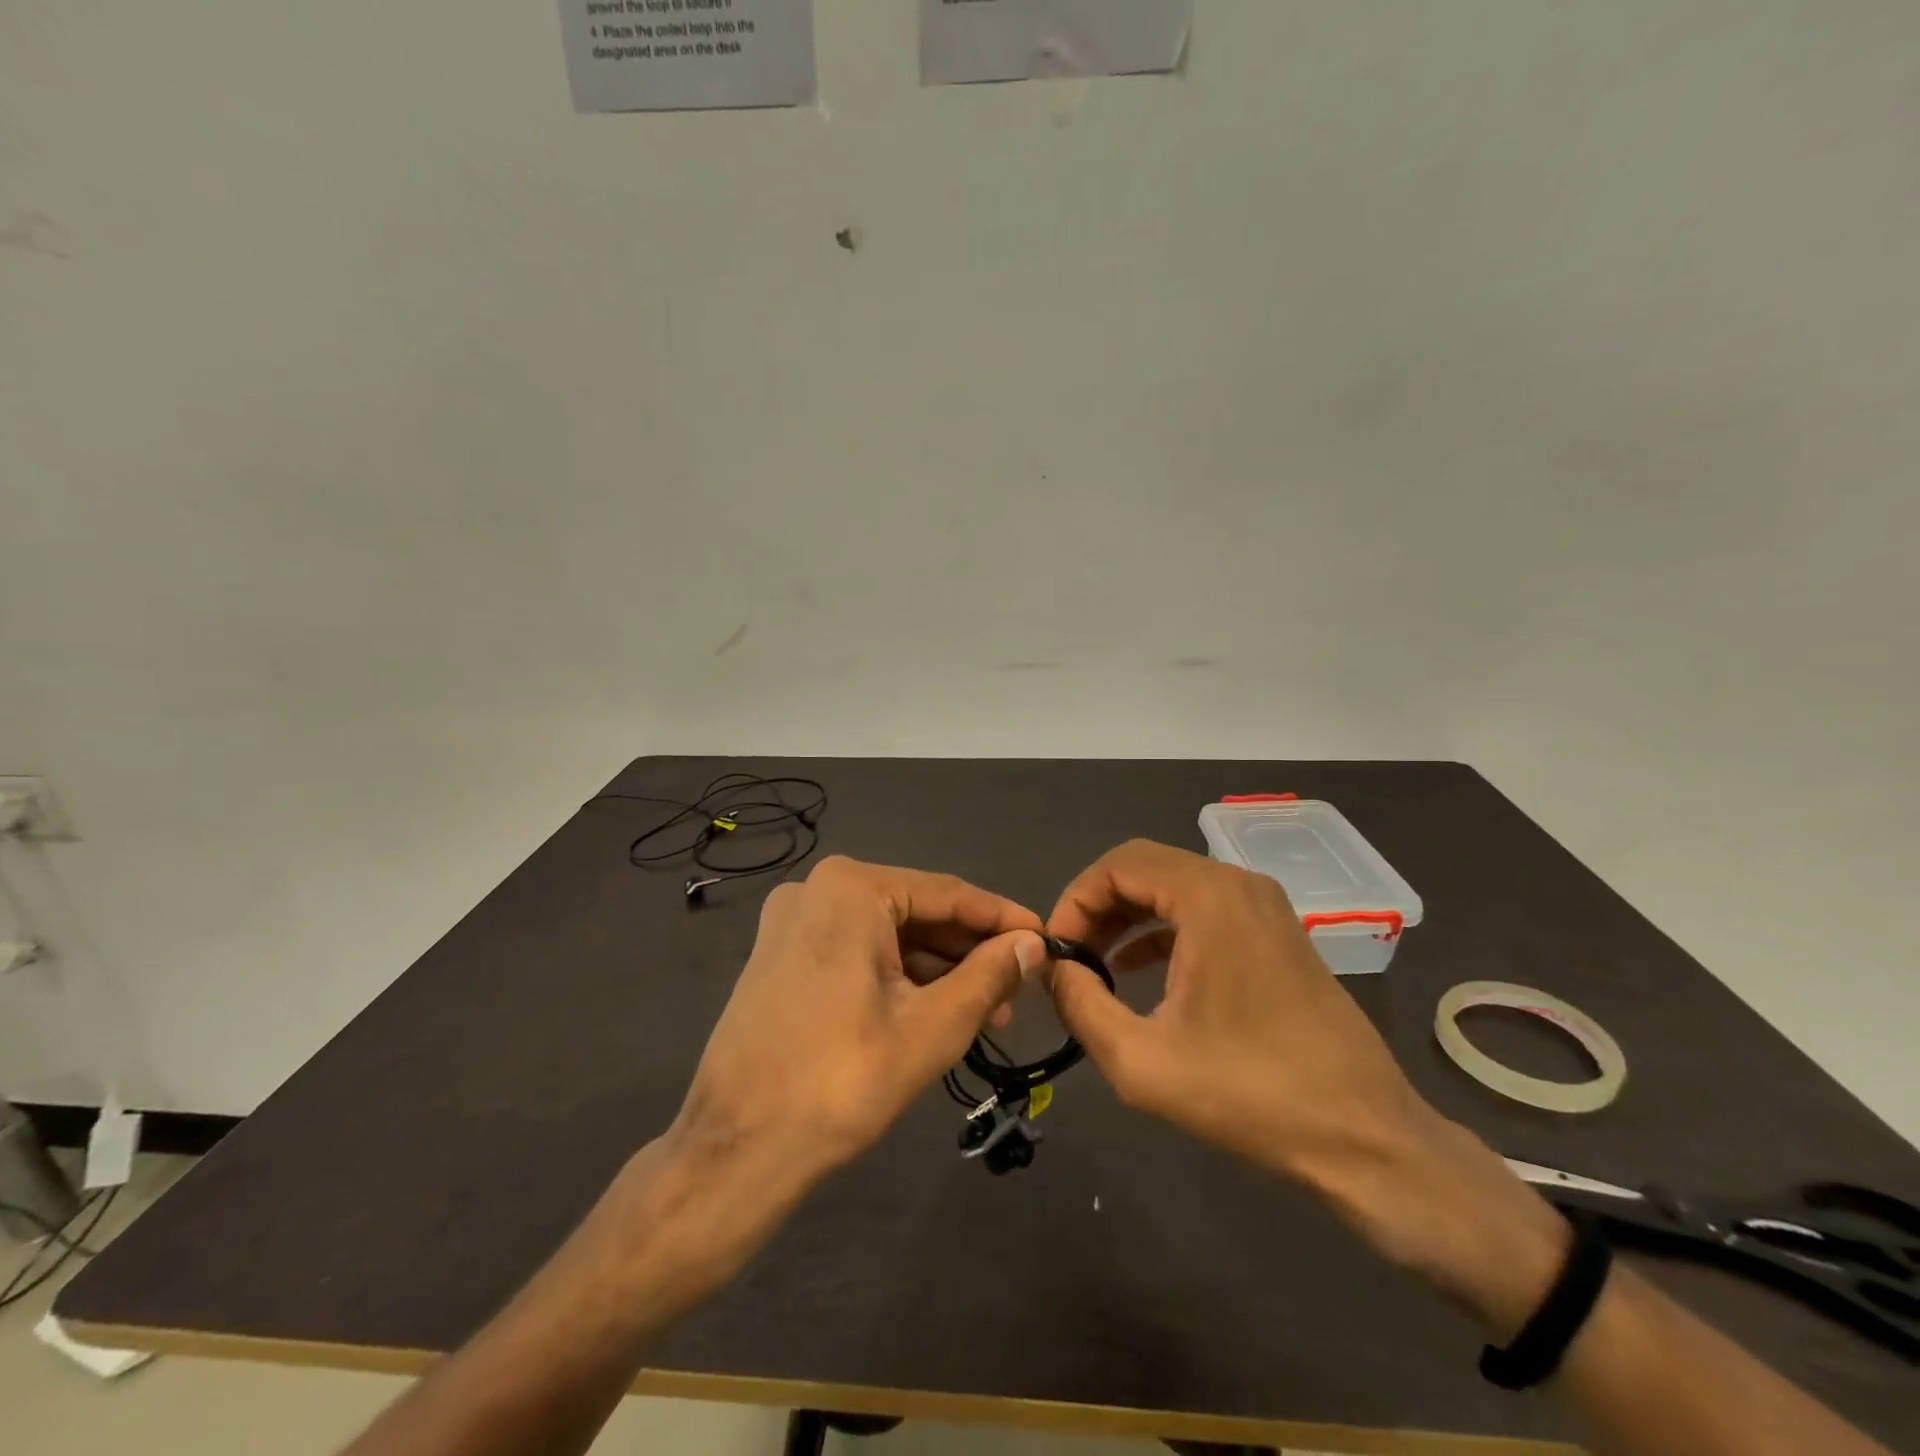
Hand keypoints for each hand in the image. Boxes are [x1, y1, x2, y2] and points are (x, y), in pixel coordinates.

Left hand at [673, 855, 1044, 1191]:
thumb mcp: (932, 1027)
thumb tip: (1034, 944)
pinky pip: (857, 952)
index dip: (1002, 919)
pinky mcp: (781, 956)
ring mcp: (793, 922)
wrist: (736, 1151)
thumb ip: (989, 976)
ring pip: (887, 935)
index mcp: (850, 888)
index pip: (948, 893)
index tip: (1047, 939)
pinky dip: (899, 977)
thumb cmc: (842, 1081)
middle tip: (1021, 986)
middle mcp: (816, 889)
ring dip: (938, 968)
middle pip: (916, 912)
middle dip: (970, 950)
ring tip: (990, 1010)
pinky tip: (936, 1009)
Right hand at [1045, 839, 1567, 1314]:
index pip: (1118, 865)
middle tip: (1069, 957)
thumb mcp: (1142, 1062)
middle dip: (1096, 907)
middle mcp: (1238, 884)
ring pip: (1172, 887)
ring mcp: (1263, 907)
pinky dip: (1160, 930)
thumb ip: (1081, 1006)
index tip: (1054, 950)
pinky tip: (1138, 973)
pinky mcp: (1275, 933)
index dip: (1074, 901)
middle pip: (1144, 869)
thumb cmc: (1252, 1095)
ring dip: (1126, 918)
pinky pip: (1201, 911)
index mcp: (1209, 898)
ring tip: (1094, 966)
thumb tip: (1054, 969)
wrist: (1366, 1137)